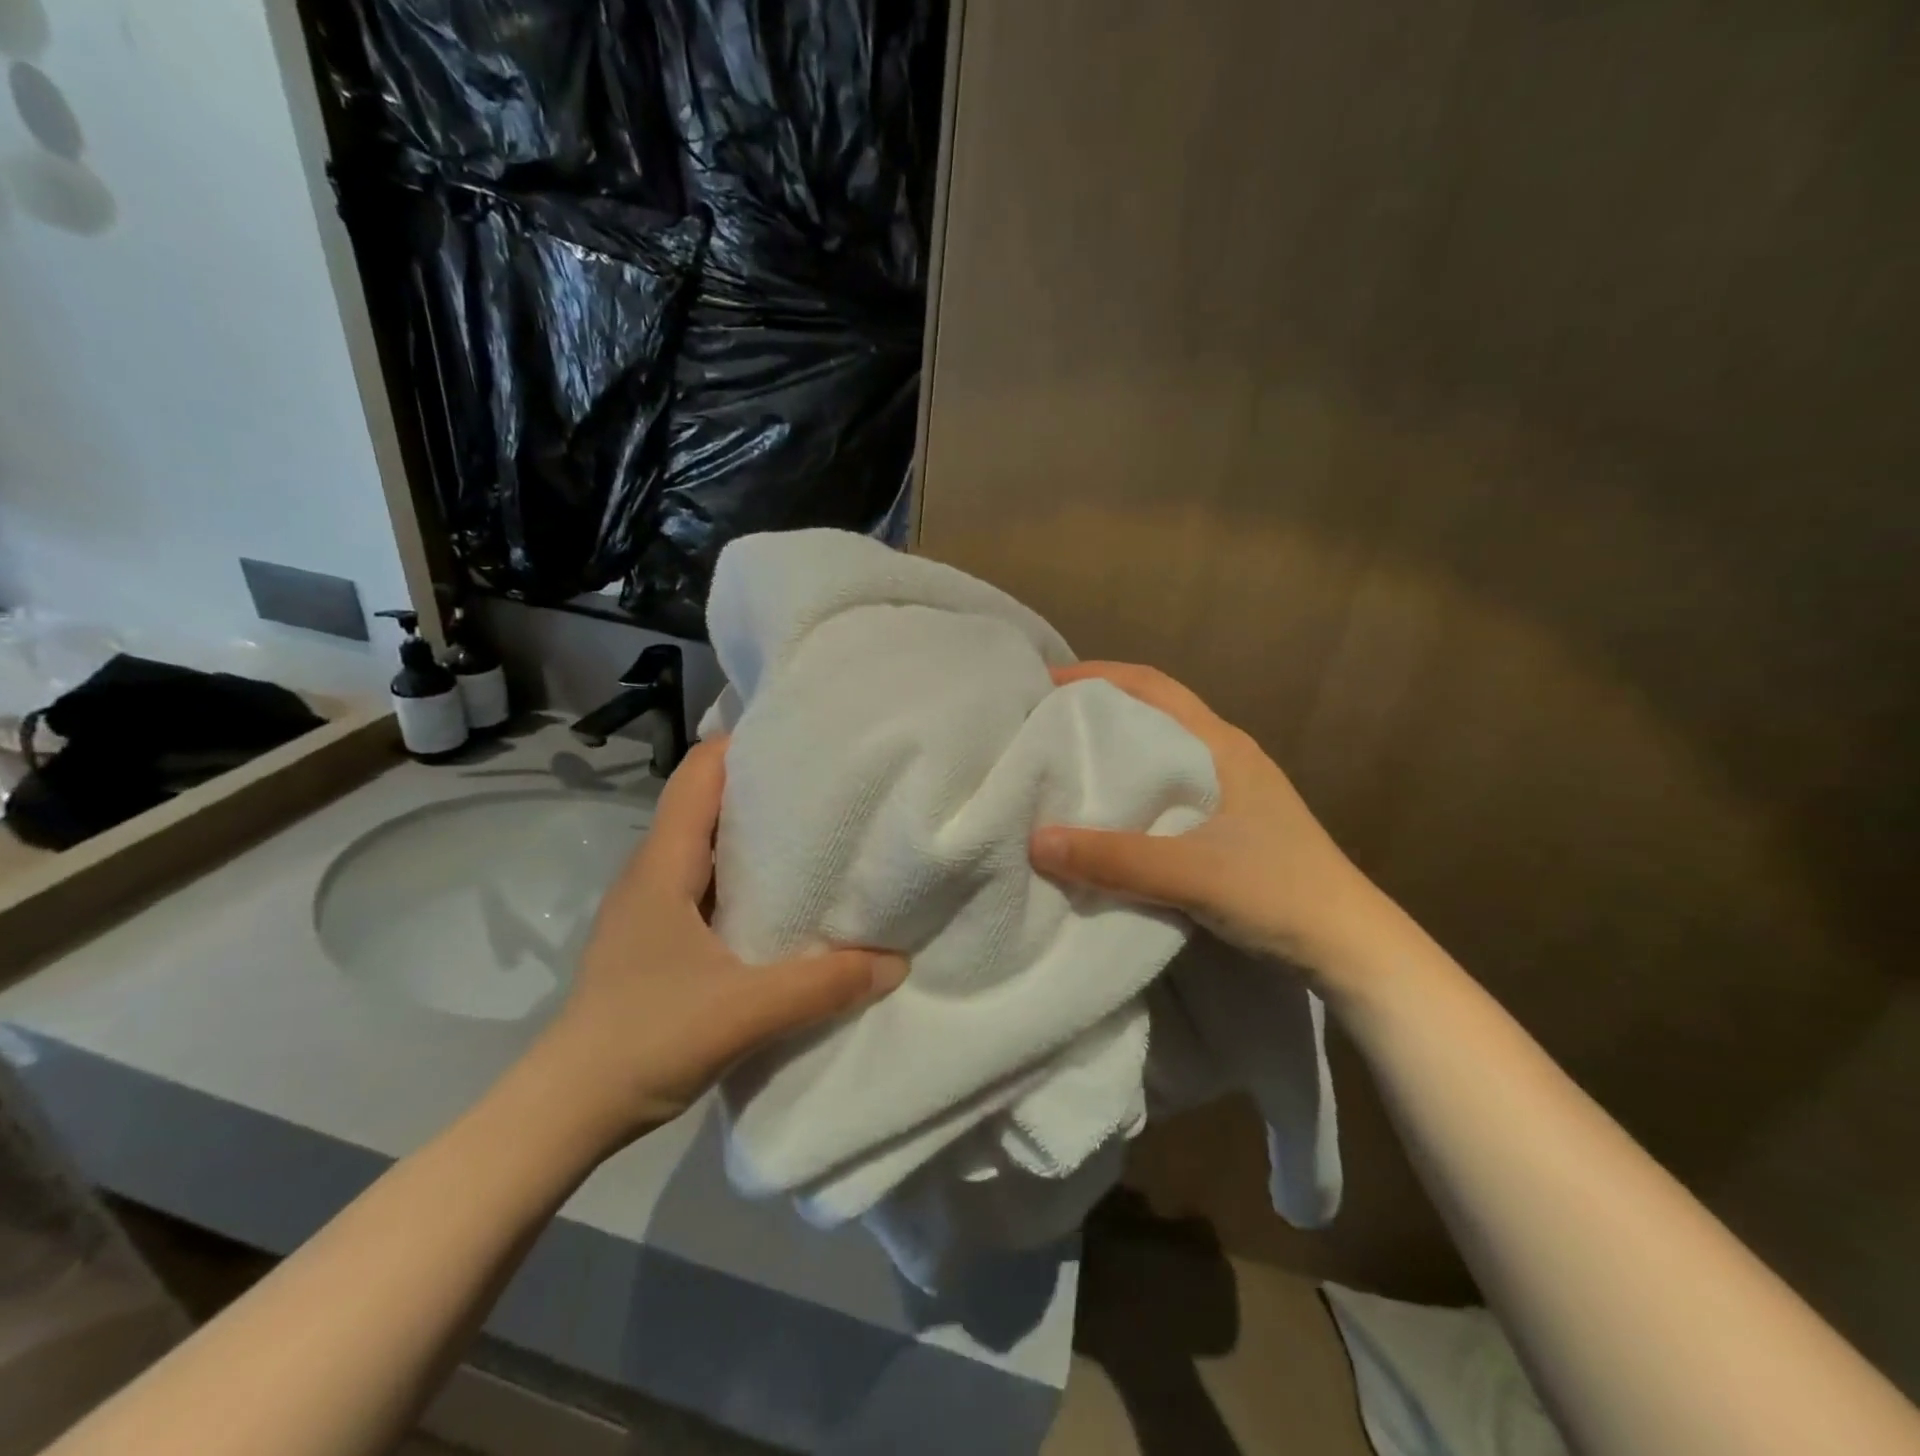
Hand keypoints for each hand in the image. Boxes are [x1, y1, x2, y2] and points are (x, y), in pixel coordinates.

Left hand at [525, 737, 907, 1154]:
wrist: (565, 1113)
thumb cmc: (644, 1040)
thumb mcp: (744, 1012)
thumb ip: (823, 986)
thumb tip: (895, 962)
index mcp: (663, 864)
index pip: (698, 774)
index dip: (744, 746)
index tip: (803, 741)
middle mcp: (653, 872)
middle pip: (707, 803)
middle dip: (763, 787)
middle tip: (829, 788)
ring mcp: (651, 907)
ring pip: (708, 846)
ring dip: (755, 835)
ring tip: (818, 837)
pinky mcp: (657, 939)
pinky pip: (707, 885)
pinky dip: (745, 878)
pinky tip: (784, 903)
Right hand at [1029, 662, 1390, 988]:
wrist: (1350, 948)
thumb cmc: (1278, 892)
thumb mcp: (1191, 872)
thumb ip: (1115, 858)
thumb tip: (1035, 840)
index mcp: (1221, 746)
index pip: (1153, 687)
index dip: (1099, 676)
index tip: (1047, 684)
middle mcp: (1225, 758)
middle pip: (1153, 715)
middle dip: (1099, 712)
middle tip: (1045, 726)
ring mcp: (1231, 793)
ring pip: (1160, 756)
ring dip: (1116, 754)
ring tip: (1064, 769)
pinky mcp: (1229, 827)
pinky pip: (1167, 793)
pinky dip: (1131, 792)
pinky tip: (1107, 817)